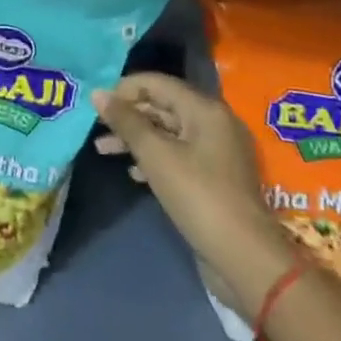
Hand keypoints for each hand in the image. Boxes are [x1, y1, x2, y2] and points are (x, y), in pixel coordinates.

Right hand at [92, 72, 297, 316]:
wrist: (244, 258)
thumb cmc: (198, 196)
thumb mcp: (156, 155)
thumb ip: (126, 121)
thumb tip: (98, 94)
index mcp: (205, 109)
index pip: (157, 83)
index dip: (124, 89)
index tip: (96, 105)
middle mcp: (214, 123)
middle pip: (162, 106)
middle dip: (127, 115)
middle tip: (96, 128)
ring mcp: (217, 152)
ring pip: (168, 132)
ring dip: (136, 138)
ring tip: (103, 150)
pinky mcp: (215, 178)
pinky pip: (178, 155)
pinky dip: (154, 158)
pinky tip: (133, 172)